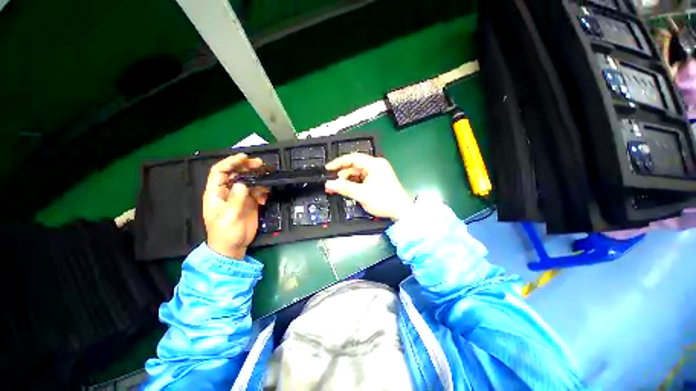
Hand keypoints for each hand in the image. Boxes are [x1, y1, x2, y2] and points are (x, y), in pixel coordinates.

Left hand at [203, 154, 268, 258]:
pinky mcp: (247, 203)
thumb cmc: (225, 233)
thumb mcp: (228, 216)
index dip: (230, 162)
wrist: (232, 249)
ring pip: (246, 179)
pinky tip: (265, 195)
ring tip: (266, 174)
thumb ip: (236, 199)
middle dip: (246, 166)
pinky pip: (255, 191)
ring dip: (256, 176)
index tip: (244, 158)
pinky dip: (261, 190)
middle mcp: (226, 191)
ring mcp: (237, 196)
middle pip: (234, 172)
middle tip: (259, 164)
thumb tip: (243, 184)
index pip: (219, 170)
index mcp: (215, 192)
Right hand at [325, 153, 412, 220]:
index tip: (327, 169)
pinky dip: (355, 183)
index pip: (352, 158)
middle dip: (342, 174)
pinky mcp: (379, 180)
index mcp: (374, 164)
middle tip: (332, 183)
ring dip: (348, 179)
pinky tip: (348, 190)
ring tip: (338, 188)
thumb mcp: (361, 194)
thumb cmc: (384, 200)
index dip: (338, 163)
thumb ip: (344, 188)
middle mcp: (377, 165)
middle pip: (355, 165)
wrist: (401, 211)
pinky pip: (363, 178)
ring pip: (358, 172)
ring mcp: (379, 172)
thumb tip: (329, 184)